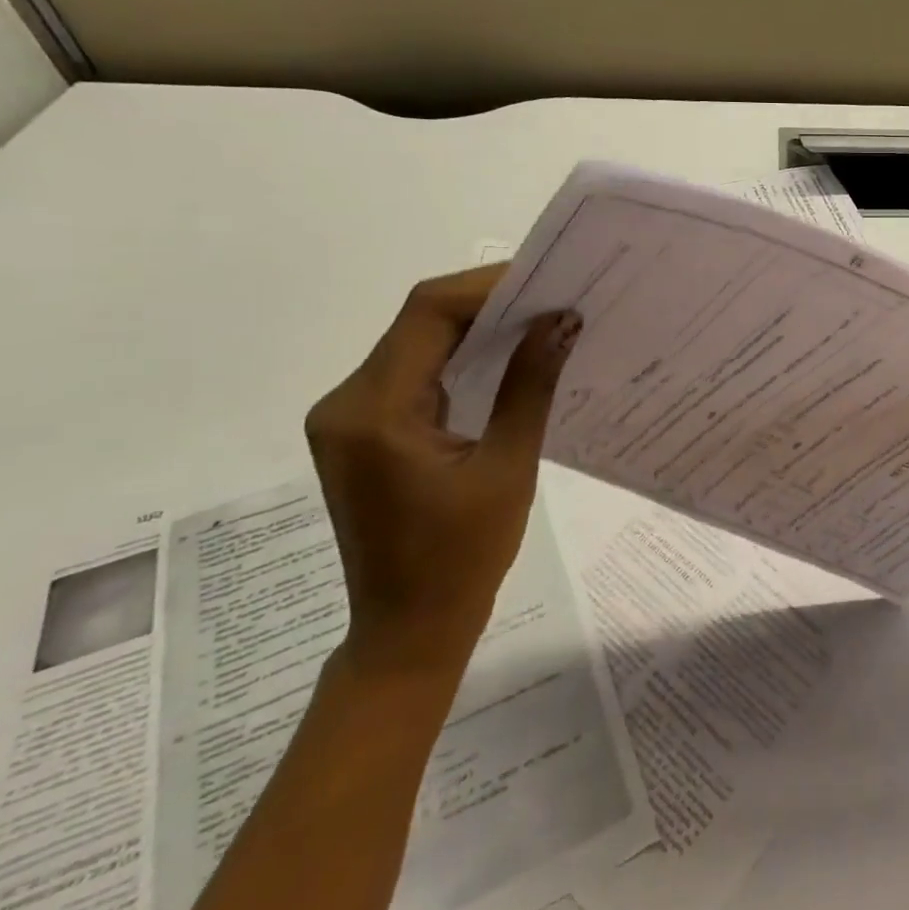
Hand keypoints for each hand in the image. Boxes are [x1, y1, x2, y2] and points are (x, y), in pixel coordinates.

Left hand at [304, 266, 579, 674]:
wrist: (410, 628)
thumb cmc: (463, 557)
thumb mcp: (508, 467)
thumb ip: (530, 385)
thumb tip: (560, 322)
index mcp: (374, 411)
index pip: (427, 314)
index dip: (488, 286)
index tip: (548, 281)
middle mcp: (347, 403)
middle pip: (419, 322)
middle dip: (488, 302)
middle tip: (554, 296)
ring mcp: (351, 418)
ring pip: (418, 344)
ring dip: (477, 328)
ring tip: (541, 320)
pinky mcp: (366, 432)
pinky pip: (416, 374)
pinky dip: (462, 358)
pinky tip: (507, 359)